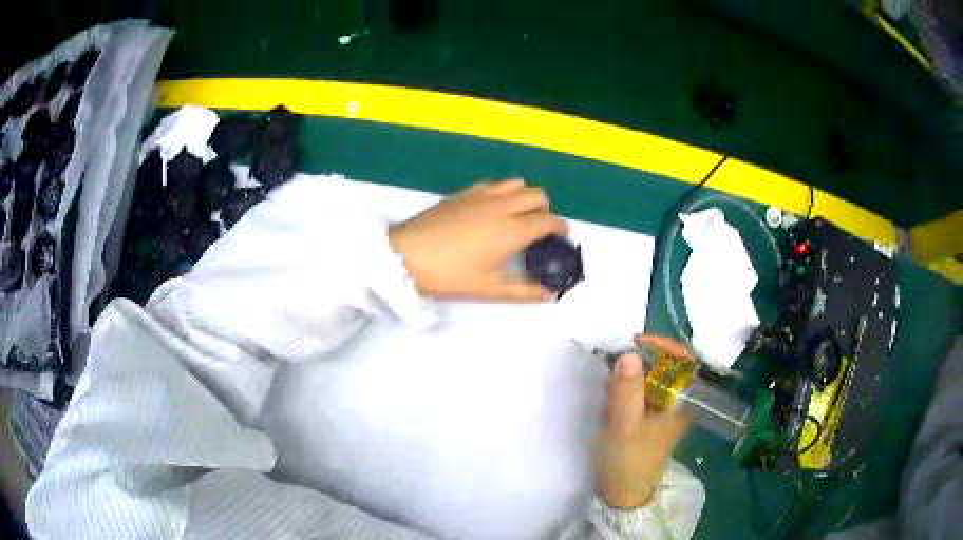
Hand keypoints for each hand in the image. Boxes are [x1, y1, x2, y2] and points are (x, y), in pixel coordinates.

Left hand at [388, 179, 568, 300]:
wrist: (405, 254)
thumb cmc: (448, 275)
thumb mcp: (488, 289)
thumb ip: (523, 291)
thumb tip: (549, 294)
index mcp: (512, 229)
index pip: (548, 220)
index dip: (560, 227)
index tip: (562, 237)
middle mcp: (501, 206)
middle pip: (536, 195)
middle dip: (545, 209)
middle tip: (539, 229)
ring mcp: (481, 195)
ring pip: (516, 183)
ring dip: (524, 196)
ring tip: (517, 216)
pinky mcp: (463, 193)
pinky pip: (493, 184)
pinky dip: (502, 192)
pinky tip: (491, 209)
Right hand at [593, 334, 691, 508]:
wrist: (623, 493)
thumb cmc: (627, 460)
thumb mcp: (624, 425)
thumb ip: (627, 390)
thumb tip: (628, 353)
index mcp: (682, 402)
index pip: (683, 360)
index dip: (662, 345)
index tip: (634, 342)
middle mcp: (679, 402)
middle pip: (669, 365)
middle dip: (643, 356)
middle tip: (616, 356)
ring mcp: (666, 409)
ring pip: (655, 376)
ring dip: (634, 370)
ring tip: (612, 372)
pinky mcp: (652, 416)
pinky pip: (644, 389)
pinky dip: (630, 384)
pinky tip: (613, 391)